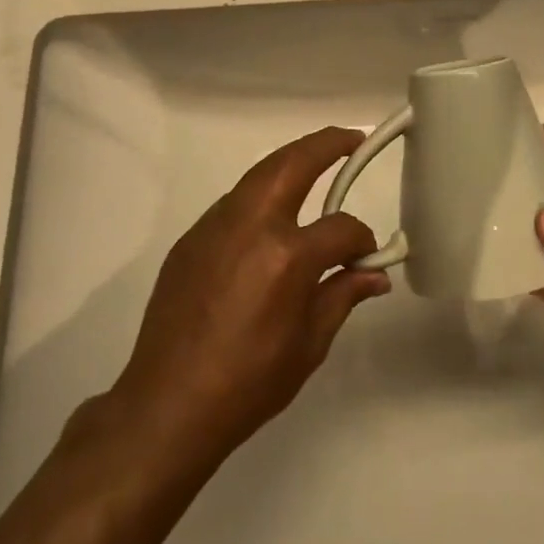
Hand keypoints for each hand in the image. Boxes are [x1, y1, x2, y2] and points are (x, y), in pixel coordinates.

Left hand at [103, 127, 387, 469]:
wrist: (167, 405)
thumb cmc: (249, 382)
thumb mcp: (309, 344)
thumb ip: (343, 295)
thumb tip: (376, 275)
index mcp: (287, 255)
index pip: (341, 228)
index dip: (362, 240)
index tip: (367, 258)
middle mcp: (250, 225)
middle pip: (293, 163)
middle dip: (326, 144)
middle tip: (351, 138)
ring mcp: (214, 226)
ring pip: (260, 174)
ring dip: (291, 162)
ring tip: (315, 163)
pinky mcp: (191, 239)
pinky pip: (235, 203)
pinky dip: (261, 195)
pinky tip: (271, 218)